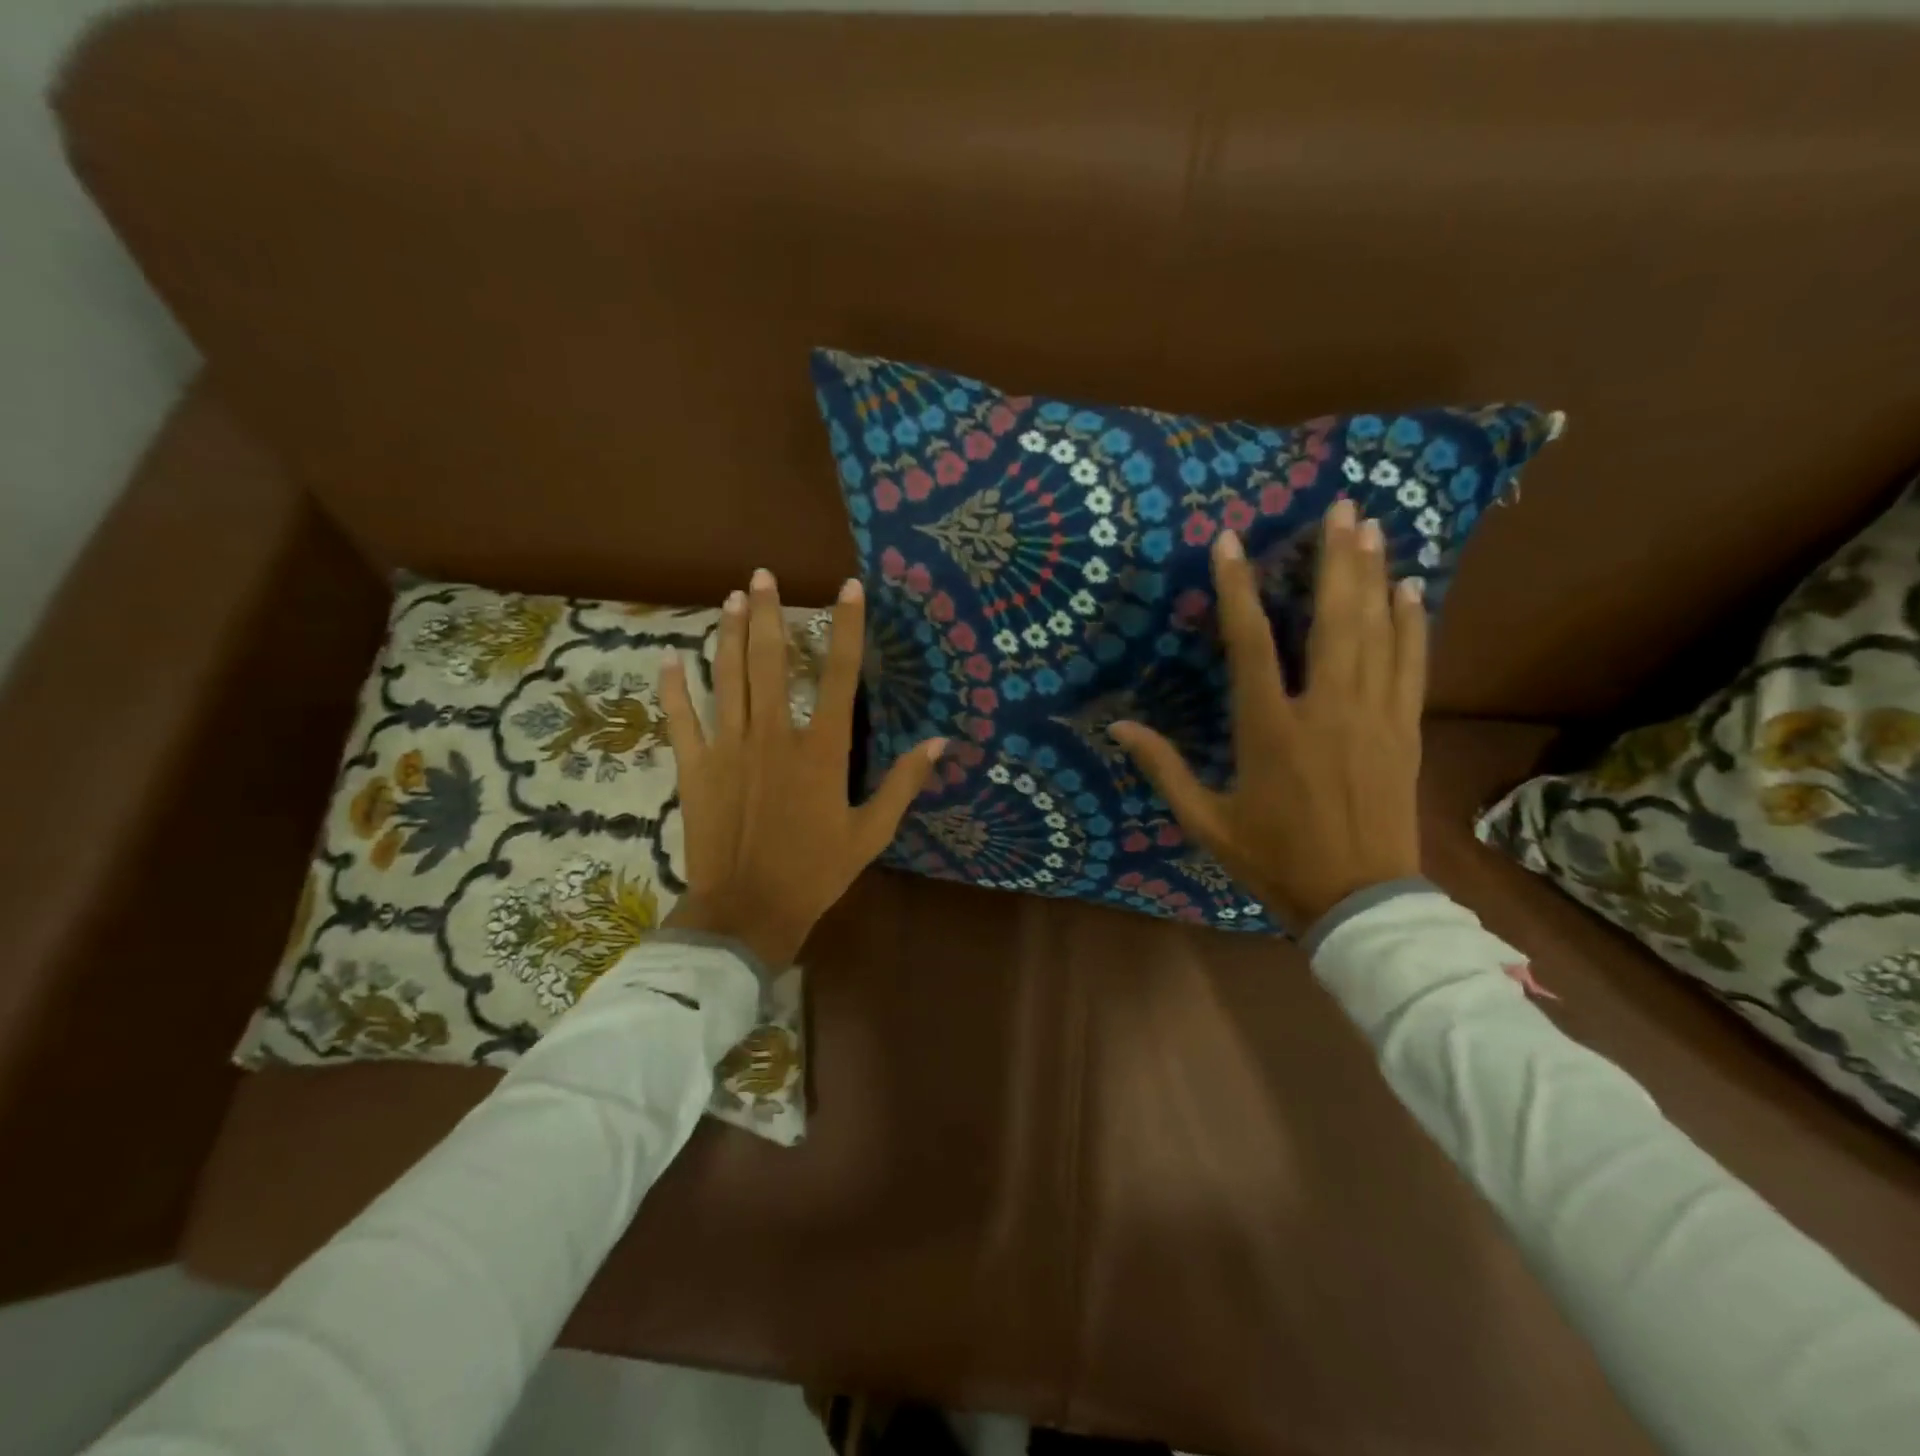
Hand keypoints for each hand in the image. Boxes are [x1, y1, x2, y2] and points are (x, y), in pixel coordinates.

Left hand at [657, 568, 945, 969]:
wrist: (749, 911)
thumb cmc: (816, 872)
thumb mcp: (872, 832)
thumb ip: (904, 783)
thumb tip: (941, 742)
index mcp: (821, 750)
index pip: (839, 675)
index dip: (845, 627)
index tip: (847, 588)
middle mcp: (774, 736)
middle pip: (769, 661)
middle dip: (767, 614)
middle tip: (763, 575)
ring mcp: (729, 748)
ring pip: (727, 678)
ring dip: (727, 635)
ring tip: (731, 599)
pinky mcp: (696, 768)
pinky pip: (682, 719)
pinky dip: (674, 688)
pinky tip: (669, 658)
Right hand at [1110, 499, 1426, 934]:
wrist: (1359, 901)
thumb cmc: (1274, 860)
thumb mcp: (1206, 822)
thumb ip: (1164, 769)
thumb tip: (1119, 727)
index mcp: (1269, 730)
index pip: (1250, 644)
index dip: (1237, 589)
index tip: (1230, 542)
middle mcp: (1325, 710)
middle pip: (1332, 621)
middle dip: (1334, 560)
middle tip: (1340, 508)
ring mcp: (1373, 717)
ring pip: (1375, 633)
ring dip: (1373, 576)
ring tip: (1372, 528)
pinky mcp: (1404, 731)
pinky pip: (1411, 666)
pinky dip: (1411, 624)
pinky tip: (1410, 590)